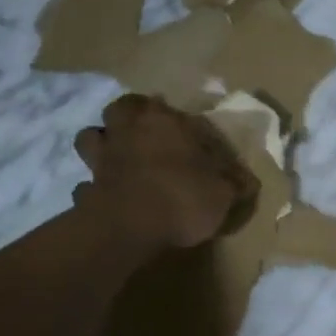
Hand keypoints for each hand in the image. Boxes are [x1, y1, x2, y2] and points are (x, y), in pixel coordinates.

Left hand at [72, 94, 259, 251]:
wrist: (128, 228)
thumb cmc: (182, 197)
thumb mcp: (224, 193)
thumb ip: (235, 184)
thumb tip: (249, 181)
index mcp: (164, 122)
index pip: (168, 106)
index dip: (175, 117)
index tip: (186, 131)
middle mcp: (129, 131)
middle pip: (121, 109)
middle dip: (129, 116)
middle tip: (144, 132)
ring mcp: (102, 159)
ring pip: (91, 137)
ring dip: (102, 143)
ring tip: (118, 158)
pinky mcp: (86, 188)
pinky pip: (85, 182)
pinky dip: (93, 187)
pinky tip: (105, 196)